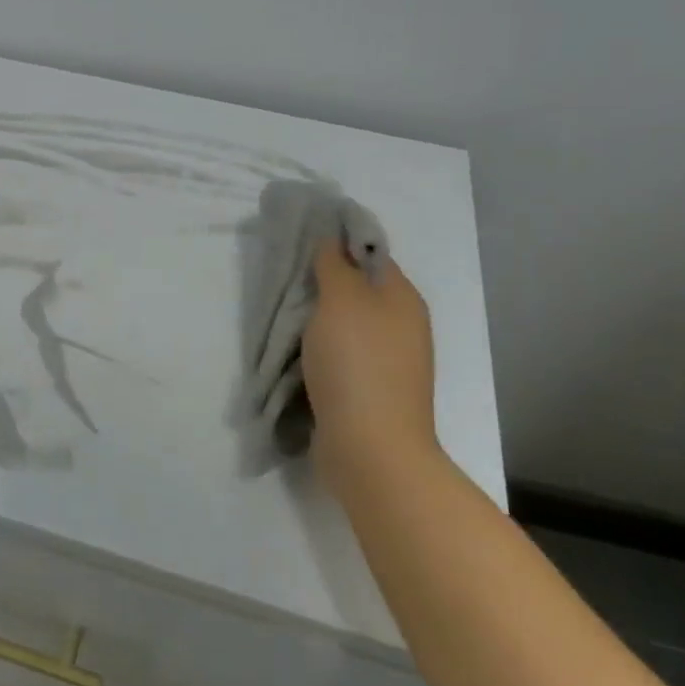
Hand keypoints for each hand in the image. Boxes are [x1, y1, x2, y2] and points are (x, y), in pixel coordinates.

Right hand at [303, 241, 438, 486]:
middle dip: (320, 281)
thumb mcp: (341, 300)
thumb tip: (331, 237)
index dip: (336, 242)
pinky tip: (294, 349)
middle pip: (356, 289)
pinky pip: (340, 354)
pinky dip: (317, 348)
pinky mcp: (369, 389)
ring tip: (282, 312)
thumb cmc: (357, 364)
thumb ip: (334, 264)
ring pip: (345, 323)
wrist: (371, 447)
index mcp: (403, 299)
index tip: (298, 238)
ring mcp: (388, 361)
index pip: (369, 254)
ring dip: (315, 318)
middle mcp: (401, 326)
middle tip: (283, 276)